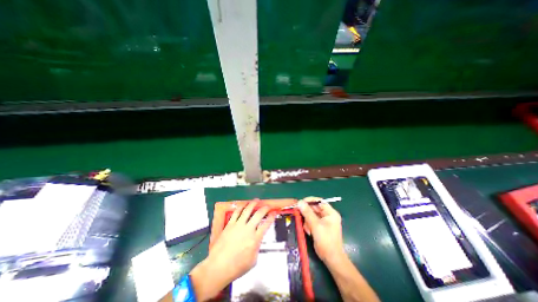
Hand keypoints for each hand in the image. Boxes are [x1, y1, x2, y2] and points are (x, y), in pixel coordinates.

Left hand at [189, 199, 273, 299]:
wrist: (218, 267)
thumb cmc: (236, 267)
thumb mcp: (253, 260)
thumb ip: (257, 247)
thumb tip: (257, 240)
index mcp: (255, 239)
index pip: (266, 224)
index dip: (272, 216)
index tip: (274, 212)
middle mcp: (248, 229)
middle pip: (258, 214)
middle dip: (264, 208)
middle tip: (267, 206)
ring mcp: (238, 225)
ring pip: (247, 210)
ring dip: (253, 203)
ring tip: (256, 200)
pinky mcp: (229, 224)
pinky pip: (236, 212)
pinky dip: (241, 207)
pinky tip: (244, 204)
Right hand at [299, 196, 343, 264]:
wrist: (331, 258)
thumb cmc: (326, 240)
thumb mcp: (316, 225)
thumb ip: (307, 213)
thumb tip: (300, 202)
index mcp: (330, 213)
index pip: (319, 201)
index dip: (310, 201)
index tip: (300, 202)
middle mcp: (327, 215)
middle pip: (314, 208)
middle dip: (307, 213)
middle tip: (299, 214)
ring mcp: (324, 221)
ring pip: (311, 215)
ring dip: (307, 220)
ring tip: (308, 228)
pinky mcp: (320, 227)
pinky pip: (311, 221)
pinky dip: (309, 225)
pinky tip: (309, 232)